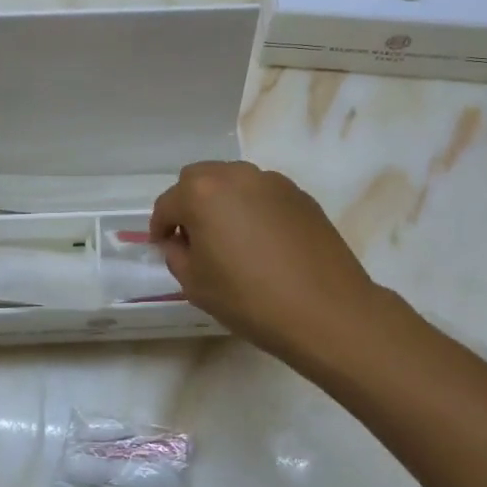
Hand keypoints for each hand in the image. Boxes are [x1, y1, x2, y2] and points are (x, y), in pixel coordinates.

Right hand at [150, 161, 382, 359]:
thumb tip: (181, 241)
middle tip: (193, 238)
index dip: (160, 227)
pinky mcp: (300, 195)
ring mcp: (272, 182)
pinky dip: (253, 209)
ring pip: (233, 182)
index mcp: (202, 193)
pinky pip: (263, 195)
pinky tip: (262, 243)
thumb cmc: (250, 299)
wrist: (326, 311)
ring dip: (222, 203)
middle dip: (188, 204)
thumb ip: (177, 254)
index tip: (162, 246)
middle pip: (198, 180)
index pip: (168, 204)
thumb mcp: (195, 284)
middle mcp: (236, 176)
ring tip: (230, 238)